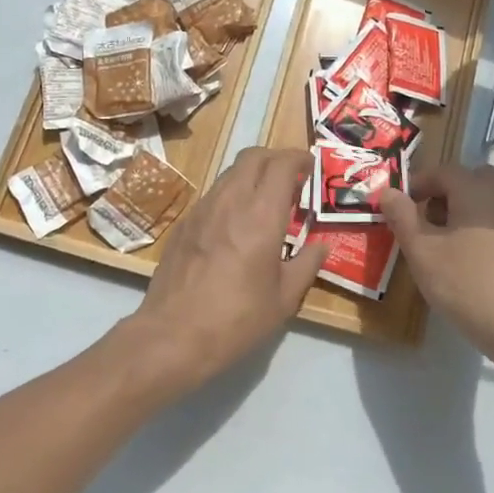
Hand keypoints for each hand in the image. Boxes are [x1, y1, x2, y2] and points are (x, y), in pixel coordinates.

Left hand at [118, 146, 324, 396]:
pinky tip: (235, 225)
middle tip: (291, 179)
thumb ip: (306, 265)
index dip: (299, 158)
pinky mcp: (184, 224)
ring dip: (252, 175)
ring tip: (265, 202)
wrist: (172, 336)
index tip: (310, 167)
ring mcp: (202, 209)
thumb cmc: (236, 319)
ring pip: (230, 173)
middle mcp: (231, 201)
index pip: (281, 164)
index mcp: (261, 215)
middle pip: (253, 156)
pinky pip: (213, 195)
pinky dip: (231, 195)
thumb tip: (321, 246)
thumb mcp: (284, 299)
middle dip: (276, 158)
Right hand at [379, 163, 493, 373]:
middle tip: (422, 223)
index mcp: (476, 189)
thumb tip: (389, 192)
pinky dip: (477, 232)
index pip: (441, 171)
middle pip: (467, 181)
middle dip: (441, 196)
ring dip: (459, 214)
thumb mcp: (422, 251)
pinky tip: (466, 265)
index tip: (397, 208)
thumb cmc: (467, 284)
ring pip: (483, 203)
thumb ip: (402, 217)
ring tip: (440, 247)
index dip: (416, 185)